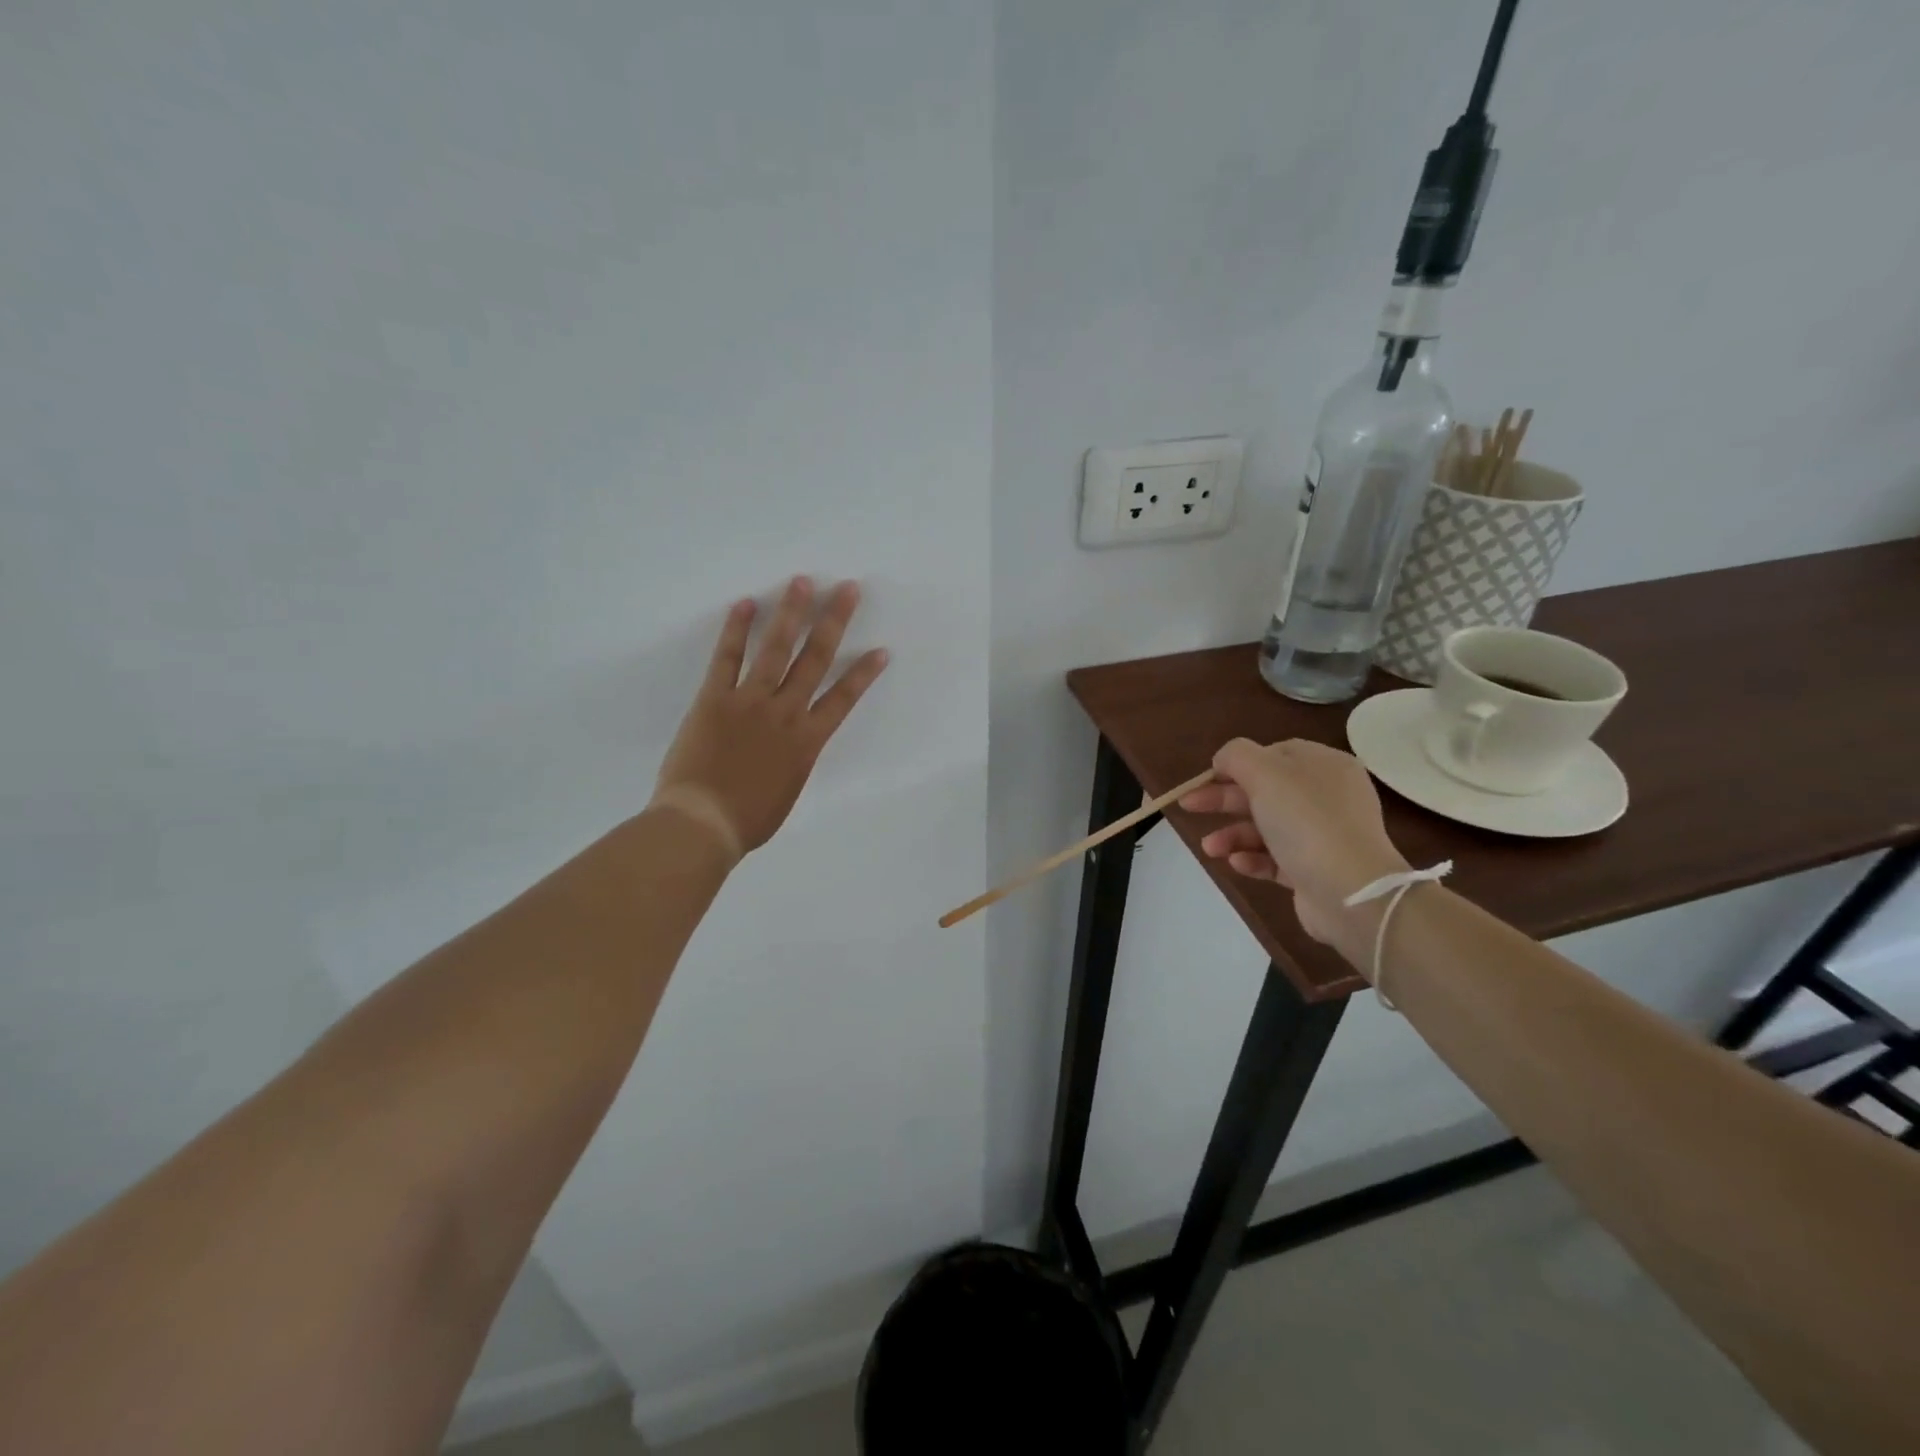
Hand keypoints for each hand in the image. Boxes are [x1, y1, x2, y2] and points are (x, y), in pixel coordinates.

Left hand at [650, 577, 887, 860]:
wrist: (703, 824)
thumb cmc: (748, 820)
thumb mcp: (787, 792)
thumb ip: (793, 761)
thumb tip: (791, 746)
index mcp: (807, 741)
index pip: (843, 698)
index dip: (864, 672)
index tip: (881, 650)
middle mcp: (785, 713)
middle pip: (815, 660)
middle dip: (834, 622)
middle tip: (847, 589)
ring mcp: (750, 702)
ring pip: (776, 650)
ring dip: (791, 613)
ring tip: (803, 582)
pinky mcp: (714, 699)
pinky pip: (727, 659)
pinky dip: (736, 631)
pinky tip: (746, 604)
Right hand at [1180, 739, 1410, 971]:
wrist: (1350, 892)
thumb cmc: (1307, 822)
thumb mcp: (1266, 773)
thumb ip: (1237, 756)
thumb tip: (1224, 759)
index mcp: (1323, 766)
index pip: (1274, 754)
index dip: (1237, 763)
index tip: (1207, 777)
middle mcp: (1327, 797)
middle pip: (1264, 790)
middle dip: (1223, 799)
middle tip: (1189, 806)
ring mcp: (1322, 835)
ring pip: (1266, 827)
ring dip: (1232, 834)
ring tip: (1210, 848)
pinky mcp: (1314, 870)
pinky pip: (1275, 859)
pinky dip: (1252, 858)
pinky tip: (1236, 863)